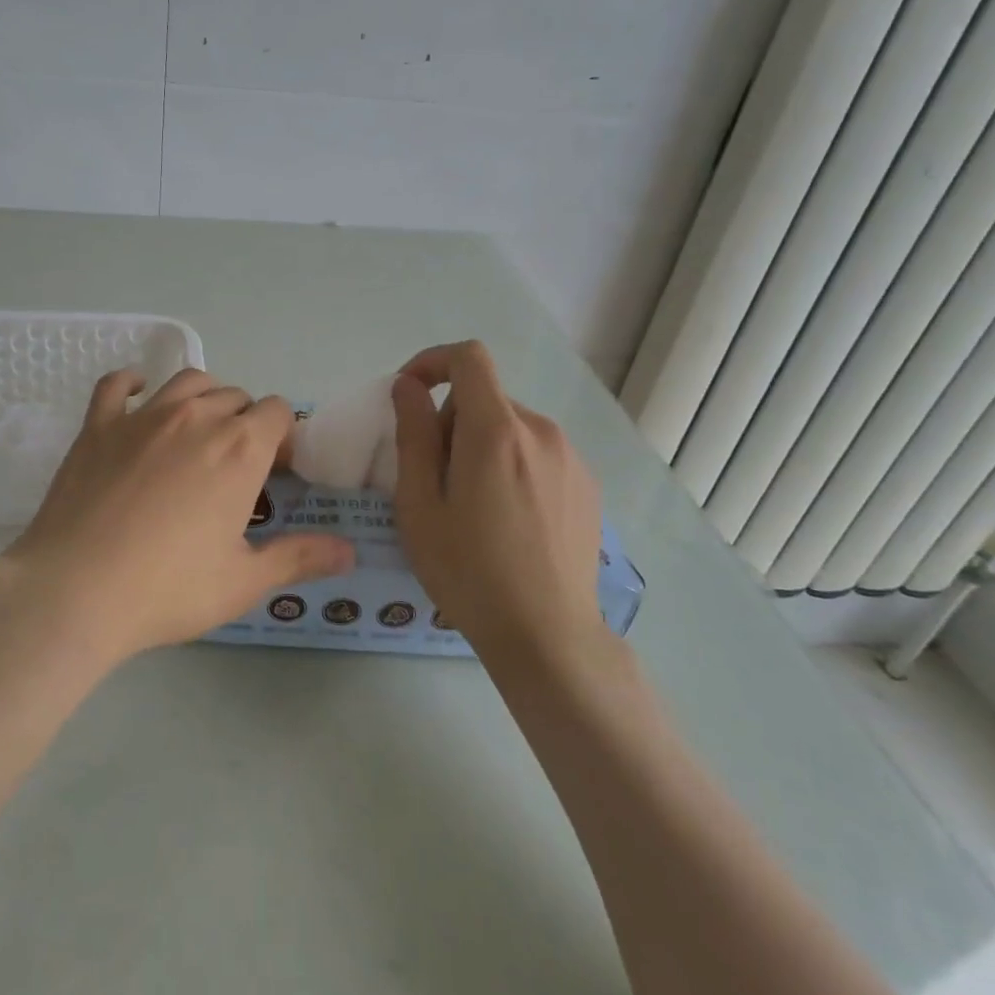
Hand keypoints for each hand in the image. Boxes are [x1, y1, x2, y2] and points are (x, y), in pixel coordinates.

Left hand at [0, 368, 354, 666]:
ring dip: (205, 397)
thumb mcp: (244, 581)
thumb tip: (348, 551)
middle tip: (237, 464)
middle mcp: (198, 417)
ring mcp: (144, 416)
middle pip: (237, 396)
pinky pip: (118, 385)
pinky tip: (138, 393)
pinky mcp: (99, 425)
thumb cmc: (169, 588)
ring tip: (201, 429)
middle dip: (246, 422)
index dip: (284, 436)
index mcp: (240, 448)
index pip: (278, 412)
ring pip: (189, 382)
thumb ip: (299, 558)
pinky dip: (133, 383)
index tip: (277, 470)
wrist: (76, 590)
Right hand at [390, 341, 606, 664]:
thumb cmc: (469, 571)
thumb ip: (413, 434)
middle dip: (451, 422)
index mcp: (496, 430)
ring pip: (511, 427)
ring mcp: (570, 457)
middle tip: (434, 479)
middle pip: (485, 399)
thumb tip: (408, 386)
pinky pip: (537, 453)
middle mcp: (540, 431)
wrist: (547, 635)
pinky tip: (509, 519)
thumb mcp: (419, 504)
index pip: (468, 358)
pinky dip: (512, 464)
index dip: (433, 362)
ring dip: (482, 445)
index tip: (410, 395)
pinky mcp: (586, 484)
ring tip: (472, 506)